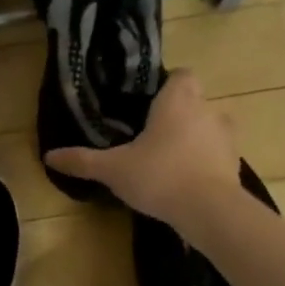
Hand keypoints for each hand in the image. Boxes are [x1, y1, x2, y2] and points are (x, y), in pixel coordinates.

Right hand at [46, 70, 238, 228]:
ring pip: (209, 128)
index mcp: (178, 100)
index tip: (149, 104)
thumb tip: (49, 156)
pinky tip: (186, 182)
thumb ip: (83, 160)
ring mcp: (227, 137)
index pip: (181, 74)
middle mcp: (207, 110)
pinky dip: (205, 163)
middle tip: (151, 136)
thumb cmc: (159, 176)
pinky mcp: (236, 164)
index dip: (167, 85)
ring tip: (169, 161)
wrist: (209, 211)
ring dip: (194, 139)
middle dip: (178, 115)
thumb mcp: (113, 169)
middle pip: (195, 101)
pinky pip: (218, 155)